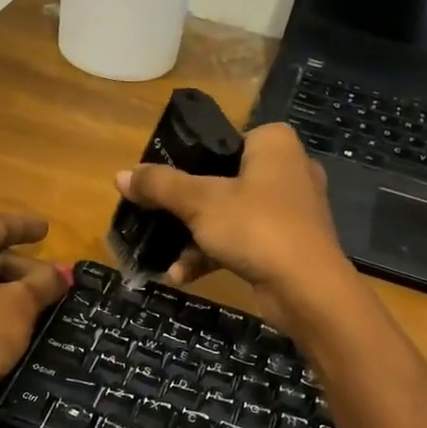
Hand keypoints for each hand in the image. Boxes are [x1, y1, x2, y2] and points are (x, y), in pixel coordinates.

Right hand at [117, 123, 360, 330]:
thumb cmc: (255, 227)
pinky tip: (183, 275)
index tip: (162, 183)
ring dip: (195, 238)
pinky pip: (243, 242)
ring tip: (165, 258)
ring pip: (230, 215)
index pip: (223, 139)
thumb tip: (119, 176)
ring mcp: (291, 210)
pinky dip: (215, 255)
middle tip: (157, 218)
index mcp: (274, 143)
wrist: (306, 288)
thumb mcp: (199, 202)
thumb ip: (159, 186)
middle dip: (186, 208)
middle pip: (222, 180)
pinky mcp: (289, 244)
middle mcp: (288, 169)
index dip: (189, 160)